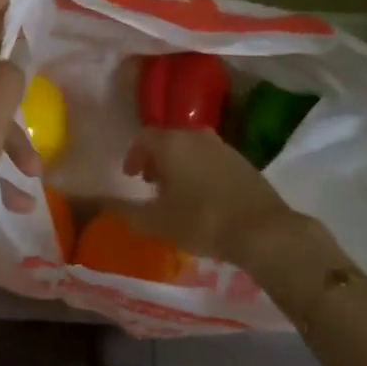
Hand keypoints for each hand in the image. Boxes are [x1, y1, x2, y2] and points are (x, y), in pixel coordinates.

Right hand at [110, 128, 296, 268]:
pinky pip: (211, 158)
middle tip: (152, 184)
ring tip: (178, 193)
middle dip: (156, 159)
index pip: (143, 137)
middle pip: (168, 139)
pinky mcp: (242, 159)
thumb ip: (127, 212)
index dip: (133, 155)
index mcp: (172, 143)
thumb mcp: (157, 222)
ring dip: (179, 164)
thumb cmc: (202, 221)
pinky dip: (200, 169)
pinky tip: (204, 196)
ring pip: (191, 147)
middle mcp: (196, 135)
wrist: (261, 230)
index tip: (132, 177)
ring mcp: (222, 145)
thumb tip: (105, 204)